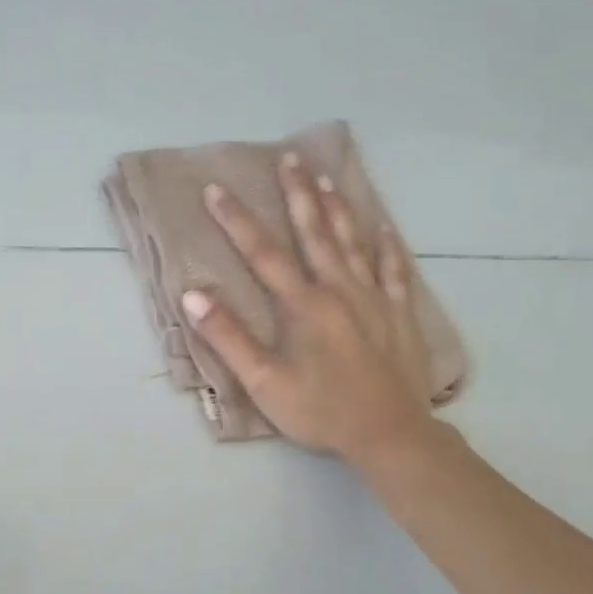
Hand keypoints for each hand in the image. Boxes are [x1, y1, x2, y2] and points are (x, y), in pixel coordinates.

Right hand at [182, 154, 445, 467]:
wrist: (389, 434)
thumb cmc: (320, 411)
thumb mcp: (263, 382)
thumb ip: (228, 337)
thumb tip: (193, 296)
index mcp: (302, 305)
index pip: (263, 253)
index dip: (236, 220)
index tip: (215, 189)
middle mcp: (338, 290)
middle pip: (315, 232)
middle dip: (298, 193)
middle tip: (289, 158)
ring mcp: (373, 299)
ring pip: (353, 242)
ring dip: (337, 208)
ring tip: (326, 177)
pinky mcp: (399, 314)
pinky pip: (394, 270)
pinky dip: (387, 245)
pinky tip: (383, 227)